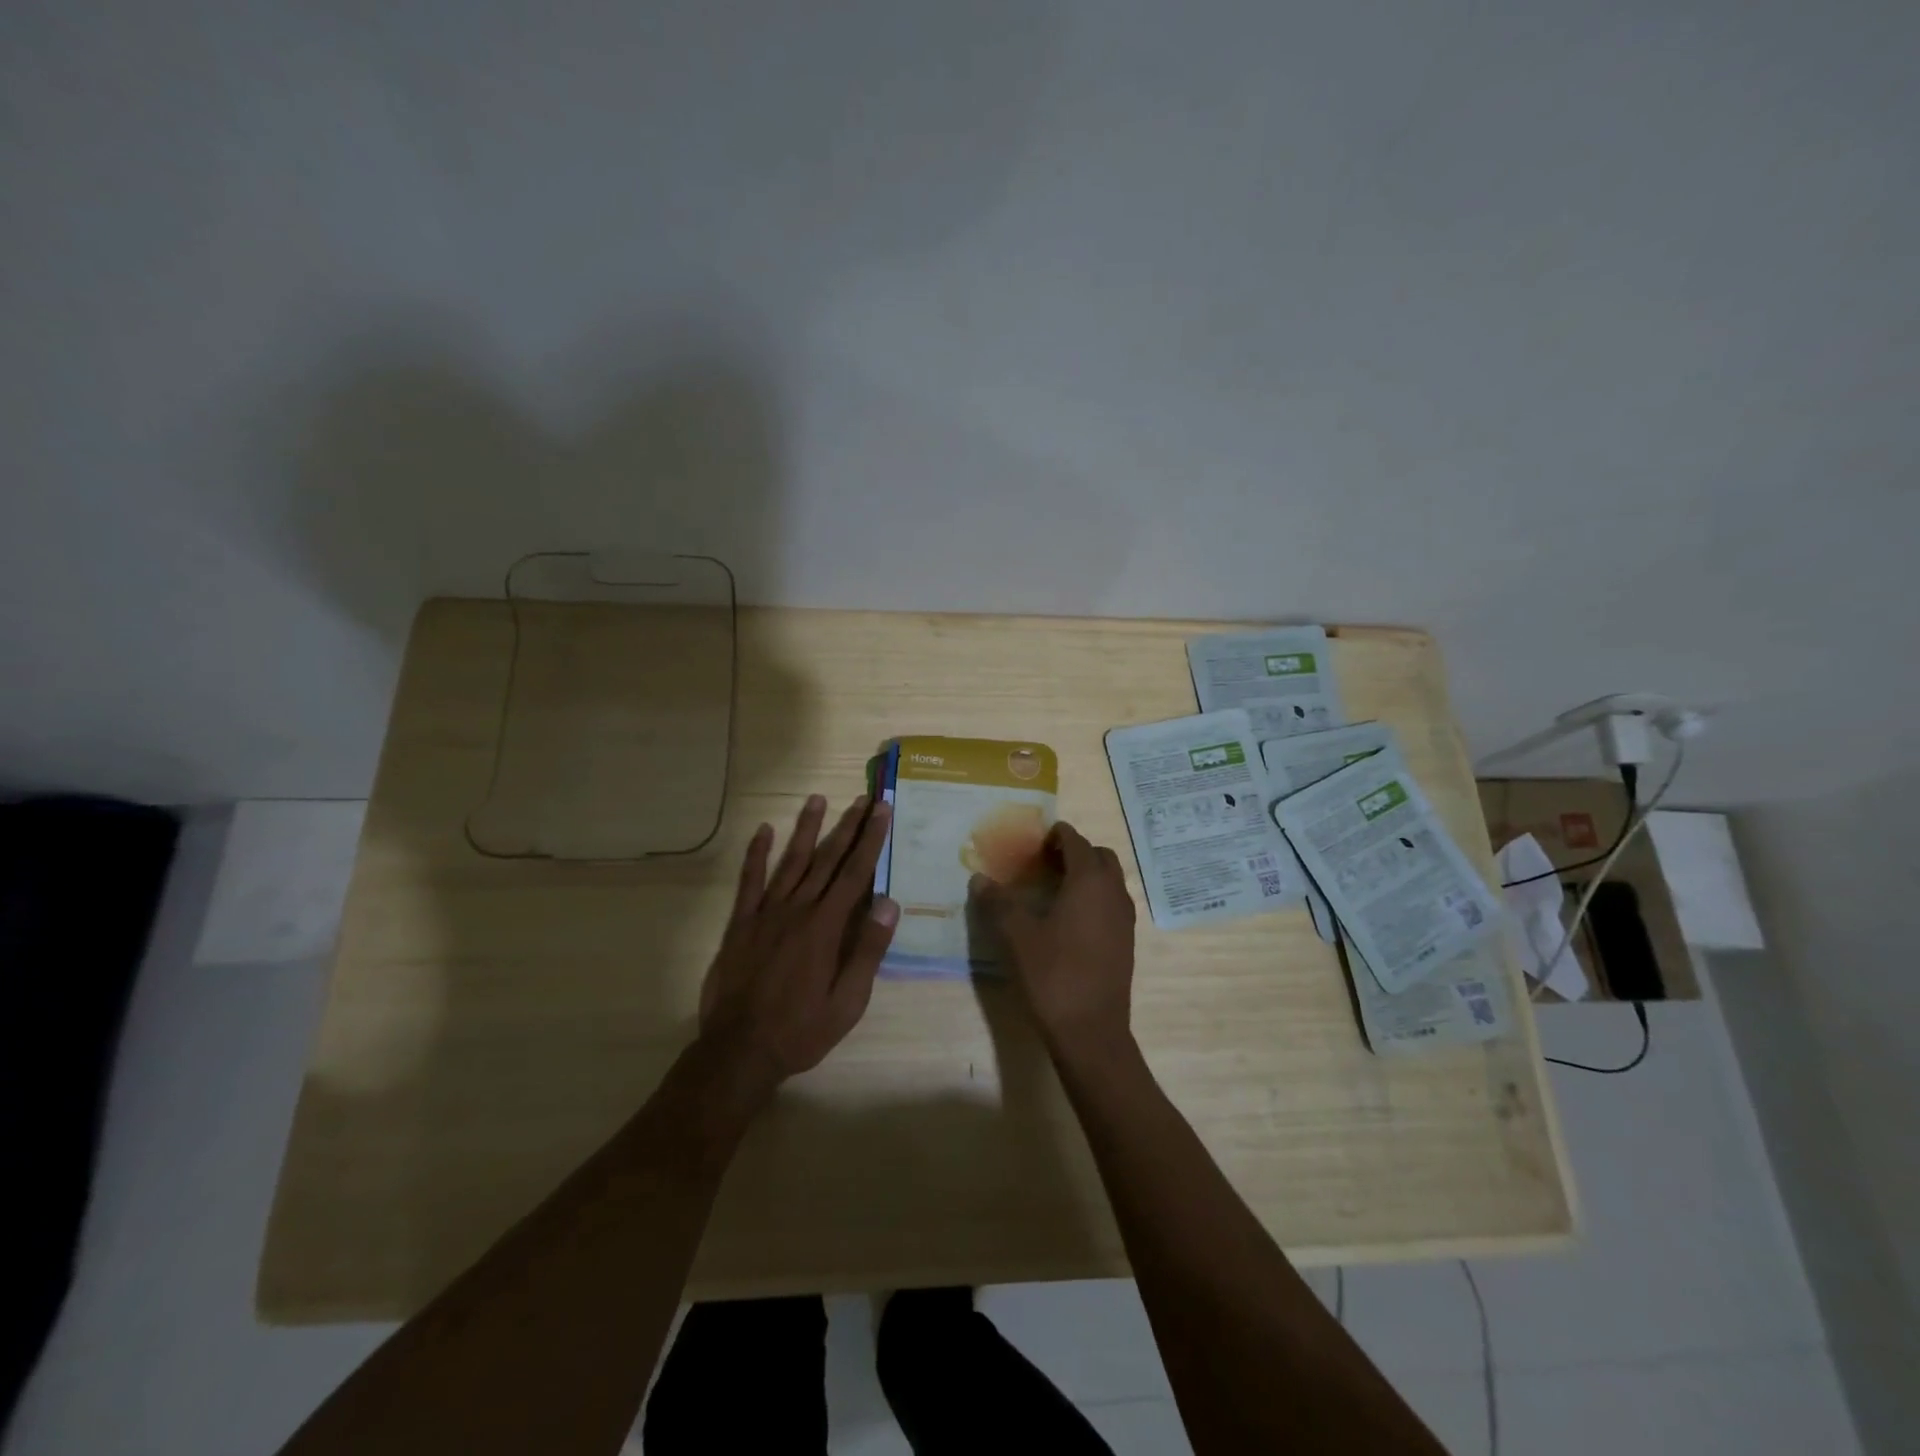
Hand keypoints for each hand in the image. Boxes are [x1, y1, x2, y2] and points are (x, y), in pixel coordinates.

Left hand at [699, 794, 898, 1091]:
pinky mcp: (740, 924)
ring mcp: (765, 913)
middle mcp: (797, 909)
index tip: (882, 811)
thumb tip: (889, 904)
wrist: (739, 1051)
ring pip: (791, 861)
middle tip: (864, 798)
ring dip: (806, 829)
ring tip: (817, 799)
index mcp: (825, 927)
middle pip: (827, 859)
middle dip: (848, 826)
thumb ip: (867, 950)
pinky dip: (756, 854)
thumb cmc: (801, 1029)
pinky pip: (749, 882)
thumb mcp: (848, 1001)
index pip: (855, 873)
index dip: (871, 840)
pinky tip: (763, 831)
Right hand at [971, 821, 1135, 1054]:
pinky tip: (1067, 922)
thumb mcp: (1015, 936)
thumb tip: (980, 879)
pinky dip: (1093, 899)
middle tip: (1042, 865)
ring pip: (1108, 881)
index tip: (1032, 845)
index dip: (1054, 836)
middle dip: (1073, 853)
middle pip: (1098, 856)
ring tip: (1052, 892)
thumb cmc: (1052, 975)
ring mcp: (1124, 918)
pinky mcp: (1126, 942)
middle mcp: (1113, 892)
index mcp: (1089, 881)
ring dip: (1085, 876)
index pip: (1076, 840)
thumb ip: (997, 902)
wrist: (1091, 1032)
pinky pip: (1111, 904)